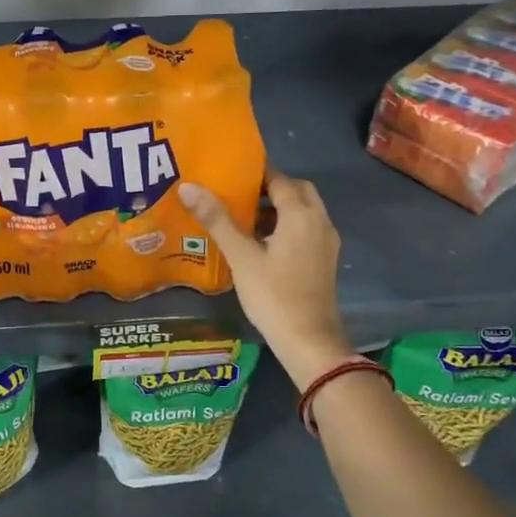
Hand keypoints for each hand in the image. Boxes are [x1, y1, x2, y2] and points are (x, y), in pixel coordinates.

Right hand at [179, 172, 351, 390]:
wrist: (309, 341)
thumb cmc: (273, 296)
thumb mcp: (241, 257)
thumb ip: (217, 220)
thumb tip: (188, 187)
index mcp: (301, 215)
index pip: (279, 179)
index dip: (255, 174)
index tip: (229, 175)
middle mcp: (319, 221)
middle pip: (297, 191)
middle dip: (270, 188)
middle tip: (238, 196)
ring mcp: (326, 242)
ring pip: (304, 211)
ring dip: (279, 208)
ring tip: (244, 219)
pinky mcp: (325, 259)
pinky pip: (307, 229)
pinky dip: (287, 226)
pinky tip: (261, 244)